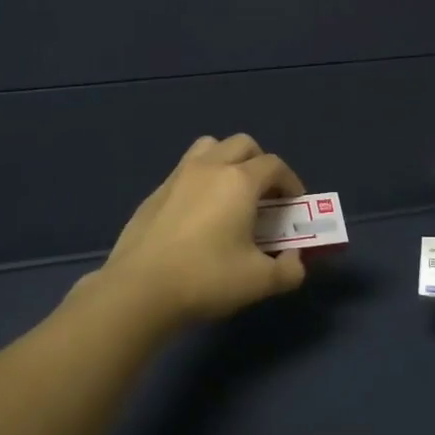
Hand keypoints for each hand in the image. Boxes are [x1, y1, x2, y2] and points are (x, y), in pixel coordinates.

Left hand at [93, 135, 307, 325]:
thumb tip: (294, 259)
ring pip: (210, 148)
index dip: (291, 182)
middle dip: (261, 164)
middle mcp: (209, 168)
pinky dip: (201, 181)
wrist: (139, 290)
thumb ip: (289, 270)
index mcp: (239, 181)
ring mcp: (177, 177)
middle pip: (243, 144)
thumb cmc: (206, 279)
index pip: (274, 165)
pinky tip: (199, 215)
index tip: (294, 205)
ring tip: (231, 194)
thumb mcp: (260, 282)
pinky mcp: (154, 193)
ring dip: (228, 161)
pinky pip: (185, 171)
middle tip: (265, 196)